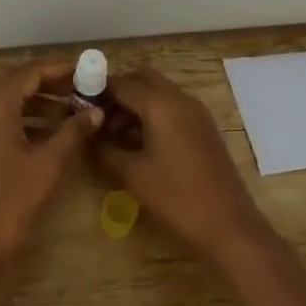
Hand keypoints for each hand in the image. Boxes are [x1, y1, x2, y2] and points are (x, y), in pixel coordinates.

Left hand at [0, 61, 101, 269]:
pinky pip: (2, 119)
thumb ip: (74, 132)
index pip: (28, 73)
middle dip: (45, 79)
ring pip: (7, 100)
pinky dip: (25, 116)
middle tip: (75, 85)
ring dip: (36, 99)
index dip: (56, 68)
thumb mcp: (50, 163)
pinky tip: (50, 131)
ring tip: (69, 107)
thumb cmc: (14, 199)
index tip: (83, 70)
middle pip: (14, 81)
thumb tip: (96, 111)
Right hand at [102, 68, 273, 263]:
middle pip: (142, 79)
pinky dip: (151, 116)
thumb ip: (104, 150)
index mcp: (161, 104)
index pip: (122, 83)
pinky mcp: (202, 128)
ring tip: (112, 136)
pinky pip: (171, 109)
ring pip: (158, 93)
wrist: (229, 225)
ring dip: (134, 105)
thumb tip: (85, 137)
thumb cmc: (177, 198)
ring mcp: (195, 113)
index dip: (97, 90)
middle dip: (117, 93)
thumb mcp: (132, 174)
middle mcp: (180, 99)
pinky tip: (136, 144)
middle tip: (96, 118)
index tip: (76, 105)